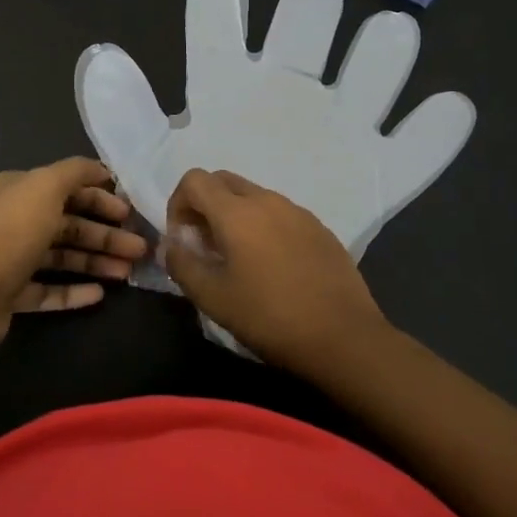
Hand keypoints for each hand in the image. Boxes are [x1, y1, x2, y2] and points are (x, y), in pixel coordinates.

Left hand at [0, 158, 148, 352]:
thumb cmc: (11, 233)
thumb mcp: (46, 186)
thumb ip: (75, 172)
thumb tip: (101, 170)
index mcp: (20, 190)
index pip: (67, 188)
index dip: (101, 197)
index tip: (130, 212)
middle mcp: (15, 220)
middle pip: (69, 224)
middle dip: (105, 234)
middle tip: (139, 248)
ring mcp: (12, 259)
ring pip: (63, 257)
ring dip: (96, 261)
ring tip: (128, 273)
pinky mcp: (11, 294)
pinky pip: (49, 290)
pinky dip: (74, 291)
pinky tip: (100, 295)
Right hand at [164, 167, 389, 372]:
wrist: (344, 336)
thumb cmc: (270, 317)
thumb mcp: (213, 298)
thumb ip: (182, 265)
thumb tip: (171, 245)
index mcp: (237, 212)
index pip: (194, 179)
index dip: (178, 203)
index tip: (183, 239)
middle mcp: (267, 200)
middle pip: (223, 181)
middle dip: (204, 205)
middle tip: (205, 246)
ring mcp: (297, 211)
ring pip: (253, 196)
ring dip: (234, 215)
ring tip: (237, 259)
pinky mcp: (319, 227)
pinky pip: (279, 213)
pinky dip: (263, 226)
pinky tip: (272, 266)